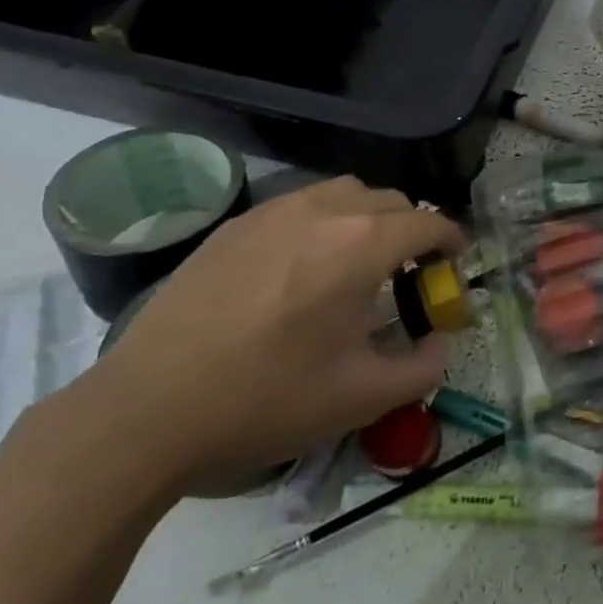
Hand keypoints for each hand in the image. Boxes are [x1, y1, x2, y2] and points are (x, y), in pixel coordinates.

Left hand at [76, 177, 463, 496]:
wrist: (148, 410)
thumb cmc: (266, 400)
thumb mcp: (362, 398)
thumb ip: (423, 367)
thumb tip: (438, 341)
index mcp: (360, 245)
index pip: (427, 221)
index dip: (451, 240)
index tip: (454, 263)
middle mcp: (321, 211)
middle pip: (389, 200)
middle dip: (412, 228)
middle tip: (409, 273)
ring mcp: (271, 212)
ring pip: (342, 193)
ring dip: (367, 218)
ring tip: (358, 264)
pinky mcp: (233, 227)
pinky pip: (298, 206)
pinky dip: (322, 223)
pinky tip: (303, 270)